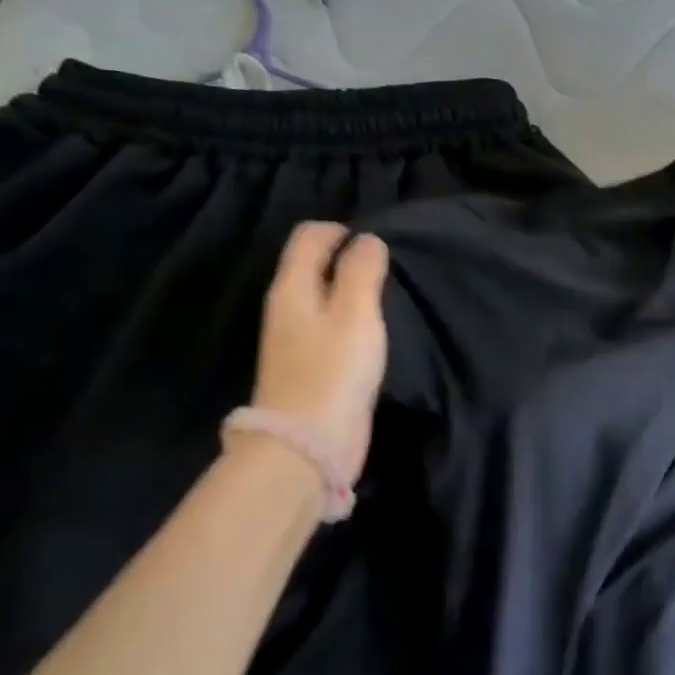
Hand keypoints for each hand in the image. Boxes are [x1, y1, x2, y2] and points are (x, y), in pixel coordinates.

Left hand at [249, 223, 389, 486]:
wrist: (307, 443)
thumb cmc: (334, 370)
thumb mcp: (355, 312)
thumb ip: (361, 271)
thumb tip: (368, 240)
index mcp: (292, 287)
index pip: (309, 236)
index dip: (341, 230)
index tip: (376, 245)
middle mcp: (287, 307)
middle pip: (313, 264)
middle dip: (347, 258)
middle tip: (387, 271)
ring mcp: (295, 339)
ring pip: (323, 295)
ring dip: (350, 290)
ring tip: (385, 297)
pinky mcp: (309, 365)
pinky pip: (330, 325)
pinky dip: (350, 318)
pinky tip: (373, 332)